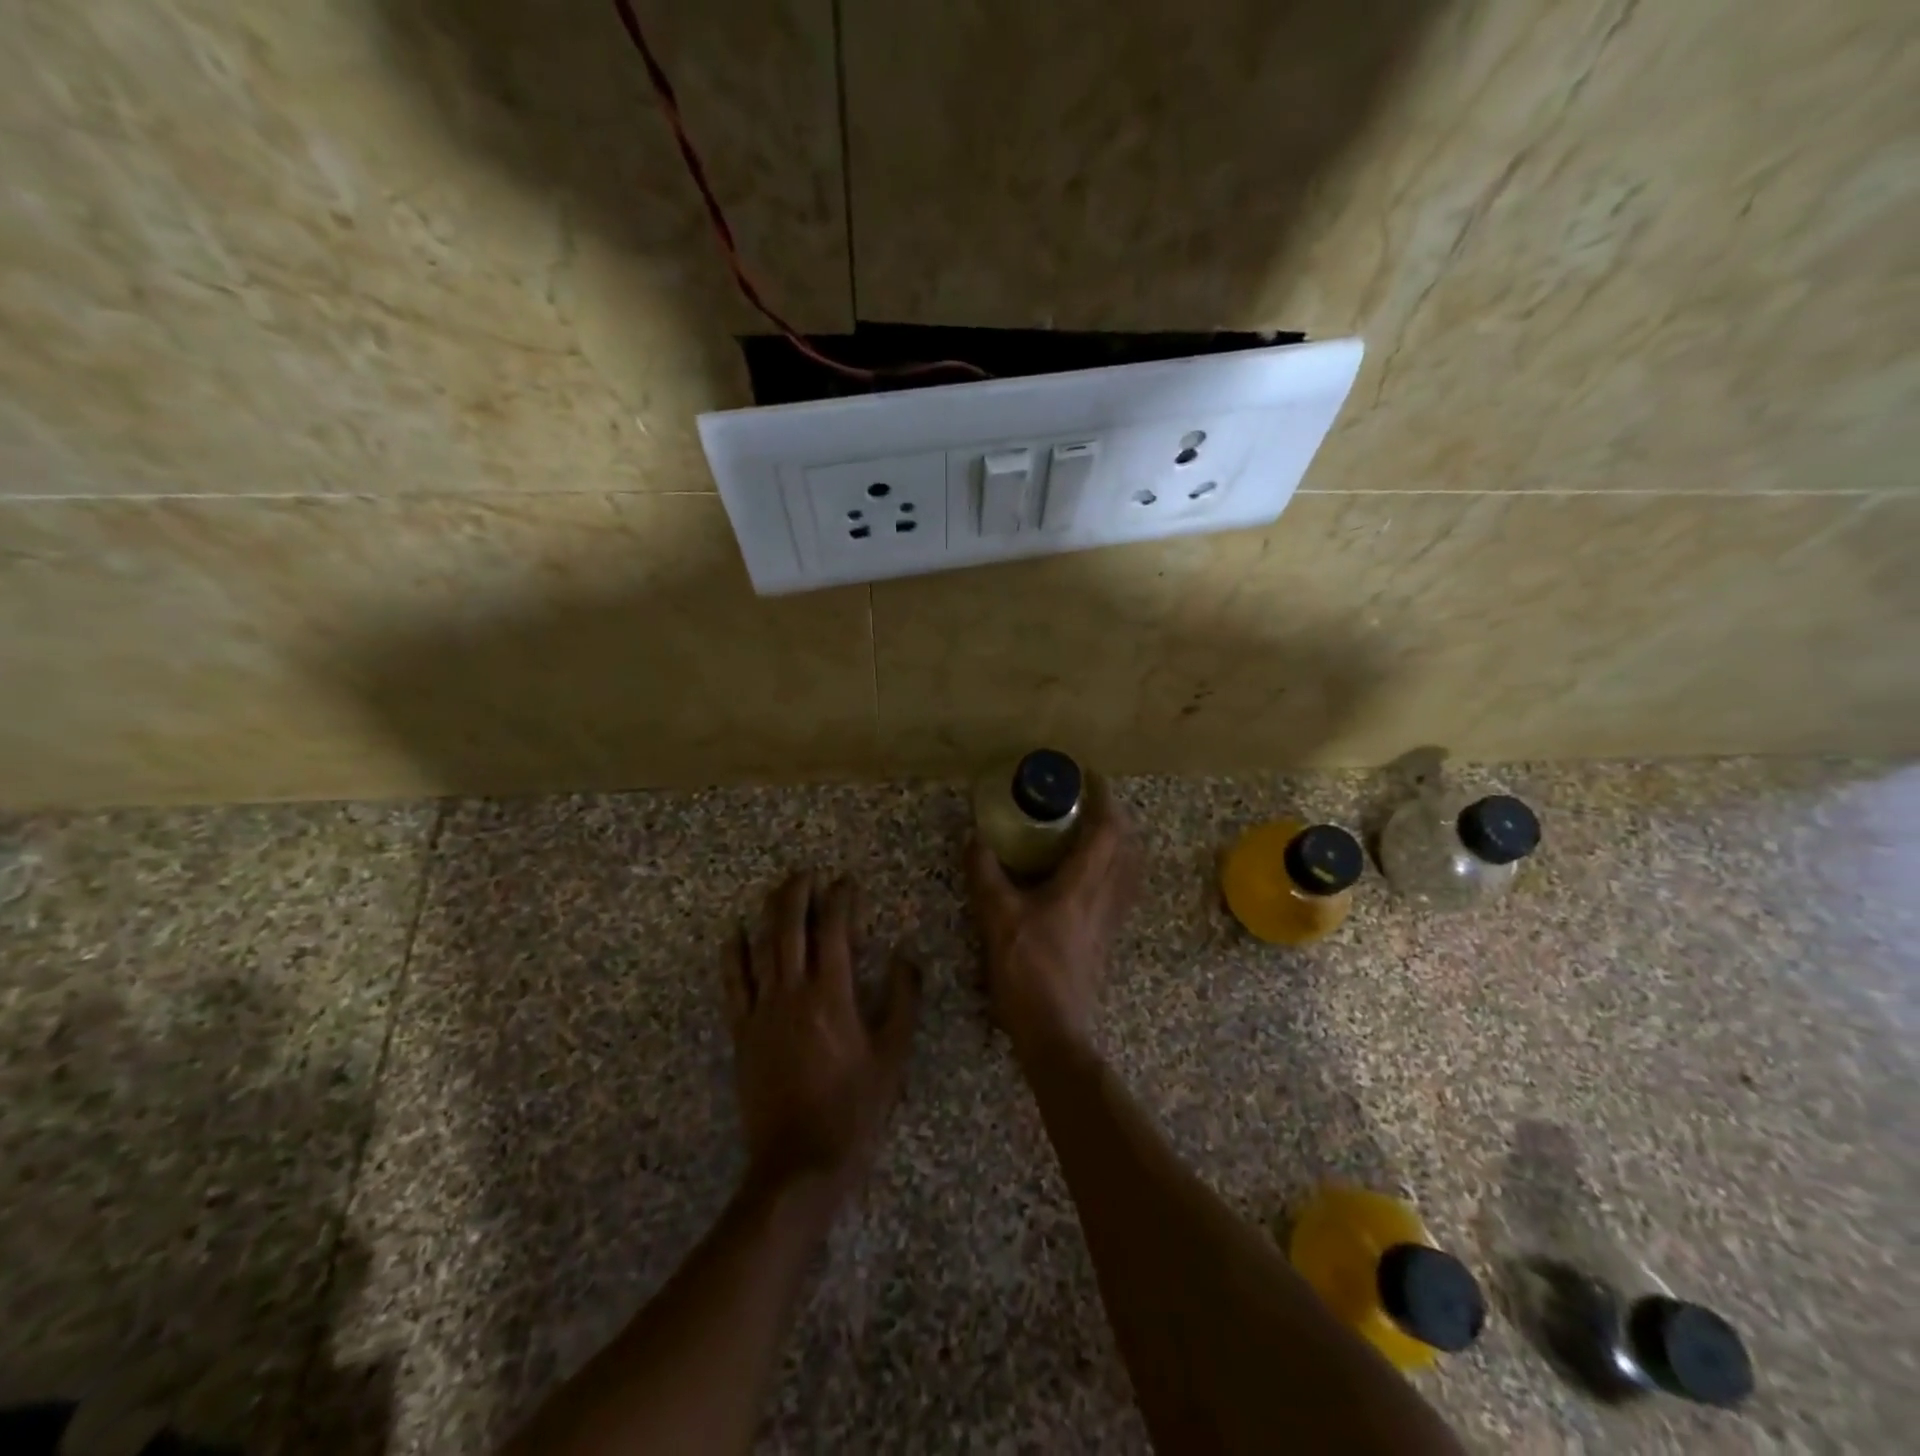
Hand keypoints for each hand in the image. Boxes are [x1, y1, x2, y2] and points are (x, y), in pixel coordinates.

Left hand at [722, 872, 919, 1204]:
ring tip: (777, 891)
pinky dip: (732, 955)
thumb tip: (906, 956)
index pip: (834, 930)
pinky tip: (733, 935)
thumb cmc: (855, 1108)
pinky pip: (733, 984)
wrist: (800, 1162)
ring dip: (768, 914)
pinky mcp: (742, 1032)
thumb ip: (903, 1000)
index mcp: (832, 994)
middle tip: (807, 872)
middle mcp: (792, 992)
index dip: (841, 900)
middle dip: (798, 893)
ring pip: (760, 948)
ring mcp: (762, 1011)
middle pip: (789, 928)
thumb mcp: (893, 1055)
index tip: (848, 883)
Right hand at [966, 778, 1138, 1062]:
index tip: (1090, 778)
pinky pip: (1121, 889)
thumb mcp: (996, 918)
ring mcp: (1110, 919)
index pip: (1107, 830)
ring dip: (1119, 842)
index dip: (1104, 799)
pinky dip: (1114, 868)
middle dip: (1114, 816)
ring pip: (1129, 869)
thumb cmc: (1027, 970)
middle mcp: (1106, 897)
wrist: (1054, 1029)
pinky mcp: (1106, 937)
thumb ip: (985, 875)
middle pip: (1127, 846)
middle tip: (1089, 802)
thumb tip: (975, 838)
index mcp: (1083, 885)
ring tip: (1093, 831)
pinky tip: (1089, 875)